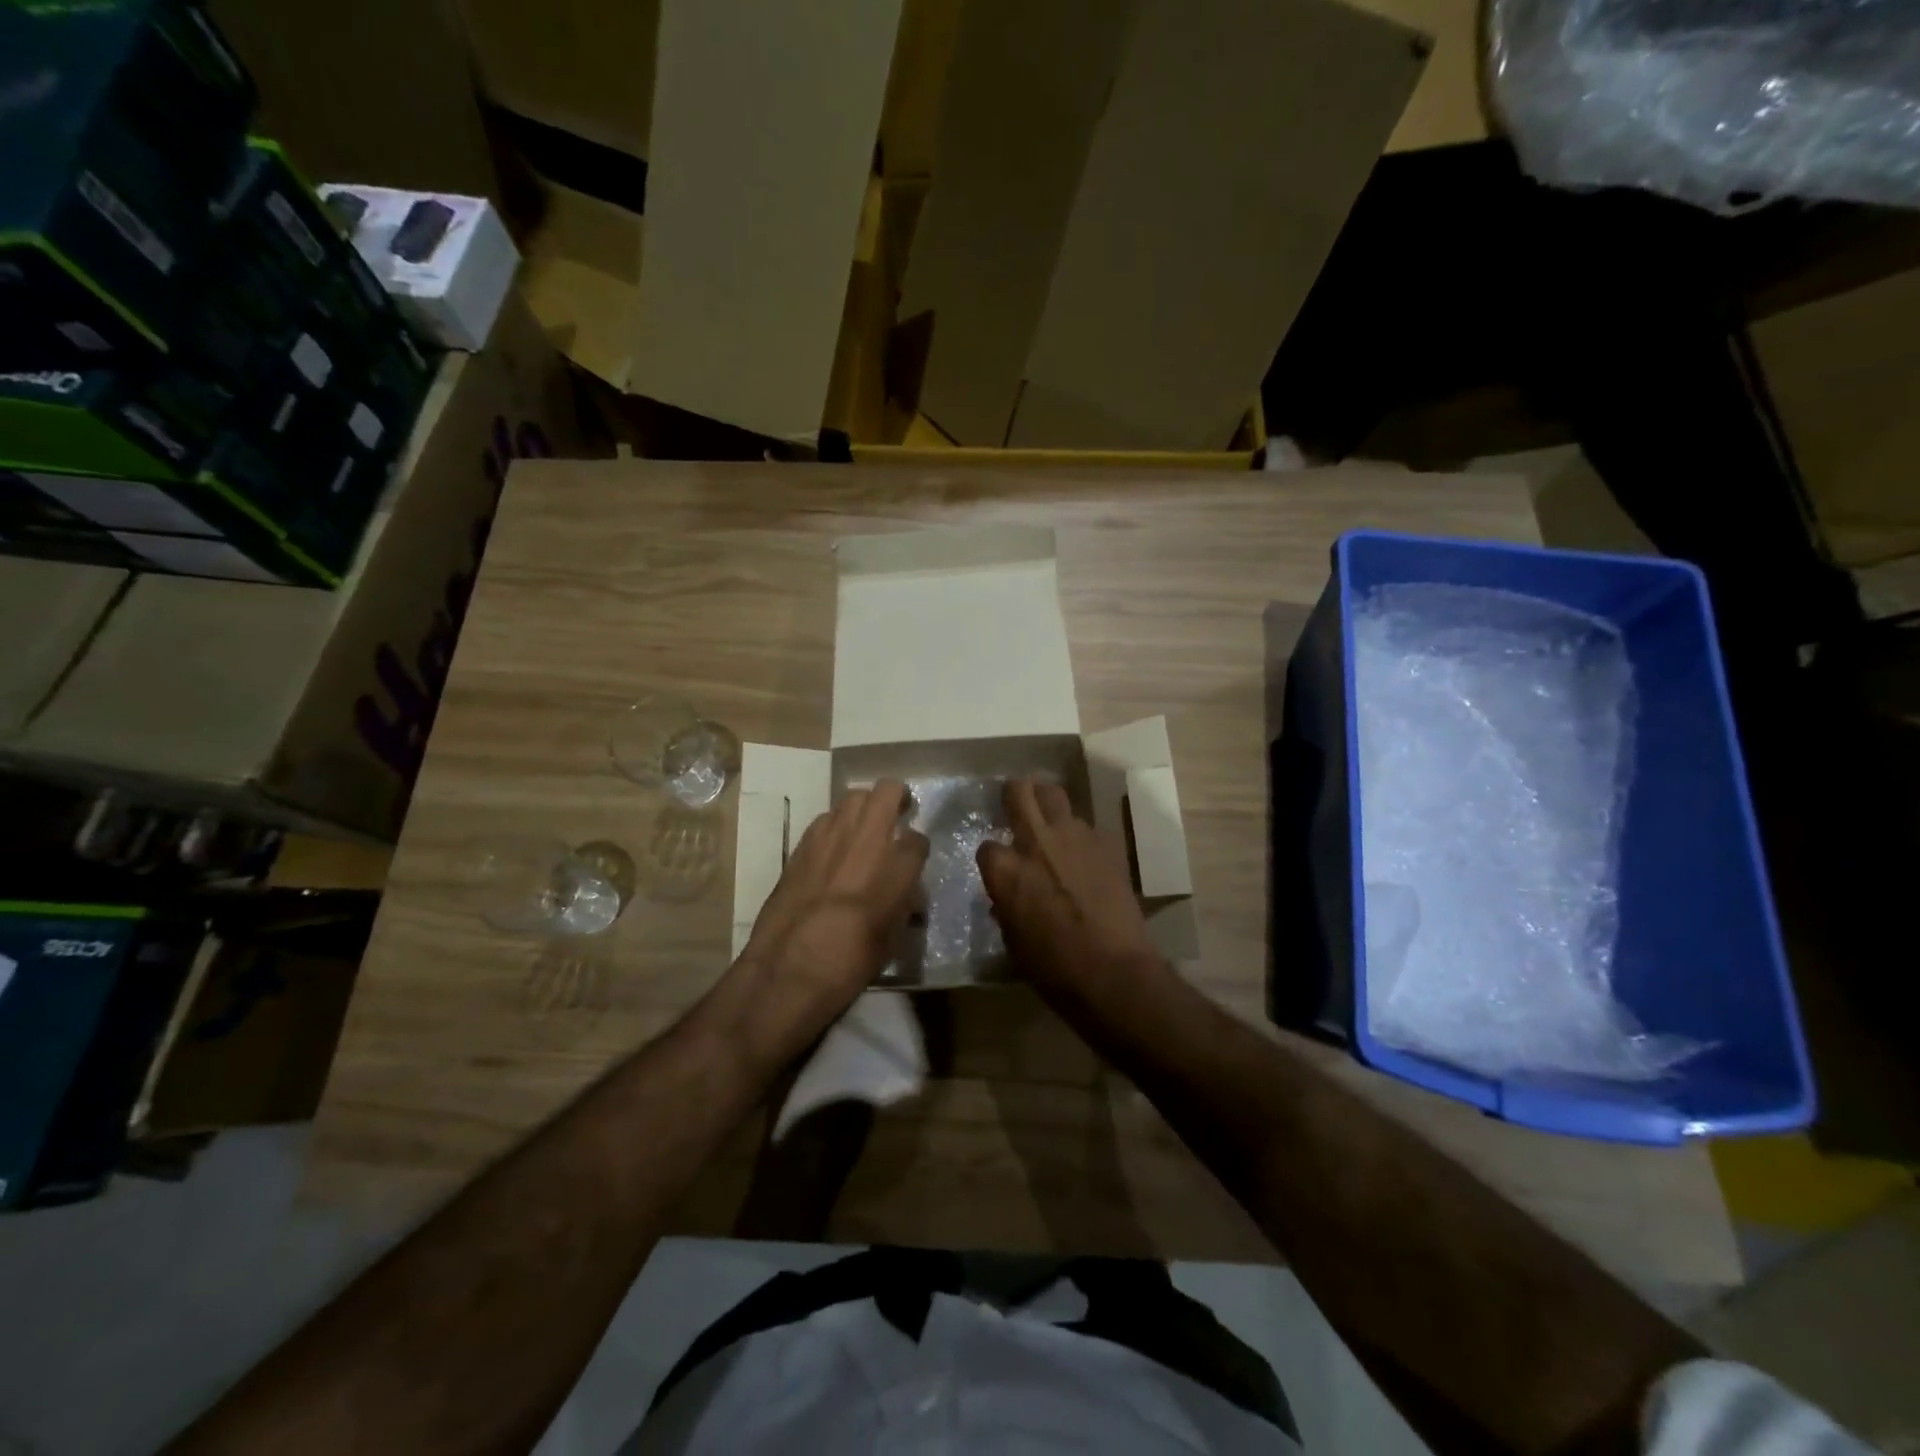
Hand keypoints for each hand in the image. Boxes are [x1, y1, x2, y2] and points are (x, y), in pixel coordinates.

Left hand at [739, 780, 928, 1044]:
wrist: (789, 968)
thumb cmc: (850, 962)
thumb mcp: (893, 938)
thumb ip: (903, 902)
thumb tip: (905, 890)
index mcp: (898, 866)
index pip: (918, 838)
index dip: (918, 847)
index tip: (914, 857)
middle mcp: (867, 839)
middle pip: (888, 791)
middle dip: (897, 798)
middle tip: (898, 814)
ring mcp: (831, 835)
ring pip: (854, 796)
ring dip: (865, 806)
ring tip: (864, 827)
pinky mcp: (802, 843)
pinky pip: (826, 818)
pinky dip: (836, 824)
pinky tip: (834, 847)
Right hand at [977, 779, 1162, 1000]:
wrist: (1113, 971)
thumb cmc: (1054, 968)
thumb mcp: (1013, 941)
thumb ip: (1006, 906)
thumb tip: (1007, 897)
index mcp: (1006, 870)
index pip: (987, 846)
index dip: (992, 856)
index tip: (999, 866)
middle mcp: (1036, 842)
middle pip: (1020, 790)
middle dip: (1015, 792)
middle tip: (1017, 801)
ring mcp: (1074, 837)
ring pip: (1057, 797)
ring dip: (1050, 809)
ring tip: (1053, 827)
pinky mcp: (1106, 843)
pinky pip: (1088, 827)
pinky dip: (1081, 837)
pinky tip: (1085, 856)